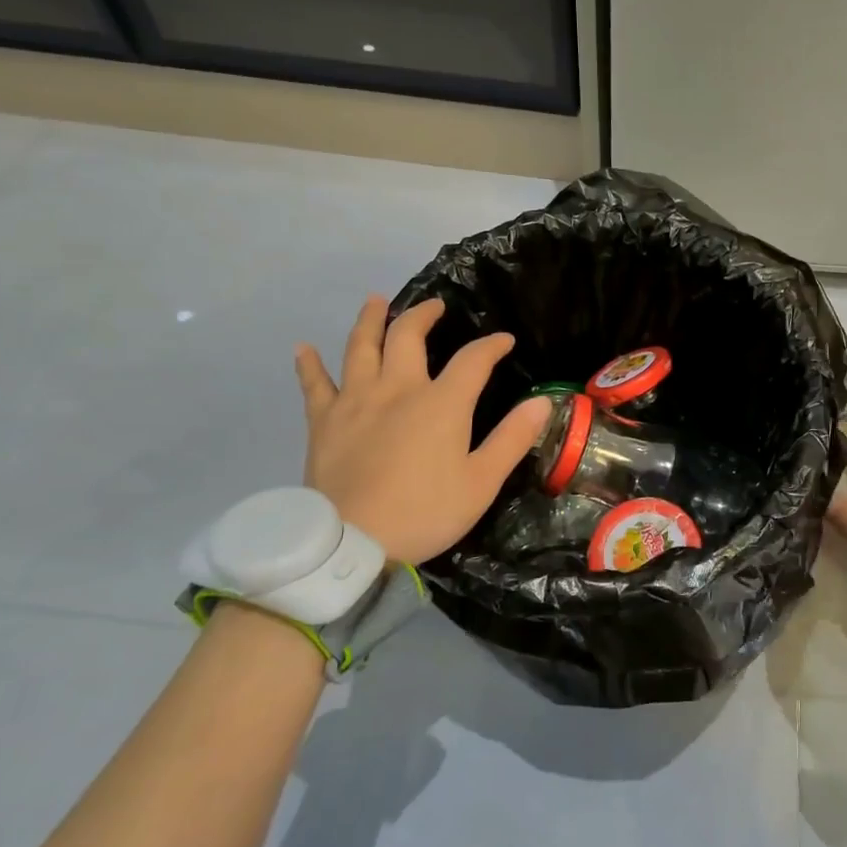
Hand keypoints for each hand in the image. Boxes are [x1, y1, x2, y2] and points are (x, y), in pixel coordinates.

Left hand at [294, 296, 551, 564]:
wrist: (351, 545)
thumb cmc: (425, 513)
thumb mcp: (482, 482)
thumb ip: (512, 438)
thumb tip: (543, 402)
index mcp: (441, 403)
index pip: (473, 360)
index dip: (491, 346)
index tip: (504, 340)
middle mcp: (398, 389)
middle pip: (407, 336)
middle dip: (424, 315)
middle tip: (434, 307)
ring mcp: (355, 401)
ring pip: (360, 347)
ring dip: (370, 320)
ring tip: (376, 302)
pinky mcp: (324, 421)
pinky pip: (314, 384)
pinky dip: (309, 364)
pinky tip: (304, 348)